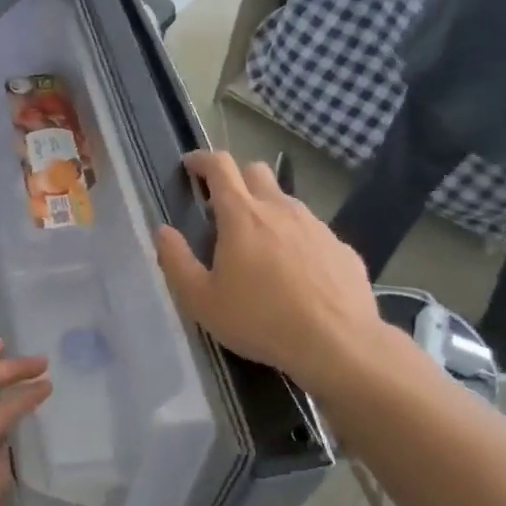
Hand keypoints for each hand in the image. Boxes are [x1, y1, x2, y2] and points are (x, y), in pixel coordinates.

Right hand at [154, 151, 395, 398]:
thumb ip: (176, 261)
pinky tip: (296, 275)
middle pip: (256, 172)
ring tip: (260, 248)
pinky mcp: (342, 248)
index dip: (202, 160)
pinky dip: (297, 241)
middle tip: (223, 209)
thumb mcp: (201, 300)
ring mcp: (316, 226)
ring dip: (268, 211)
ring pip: (287, 202)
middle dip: (236, 179)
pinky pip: (313, 232)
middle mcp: (280, 209)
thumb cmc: (260, 320)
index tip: (190, 167)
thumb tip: (163, 231)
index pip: (220, 166)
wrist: (337, 345)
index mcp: (242, 216)